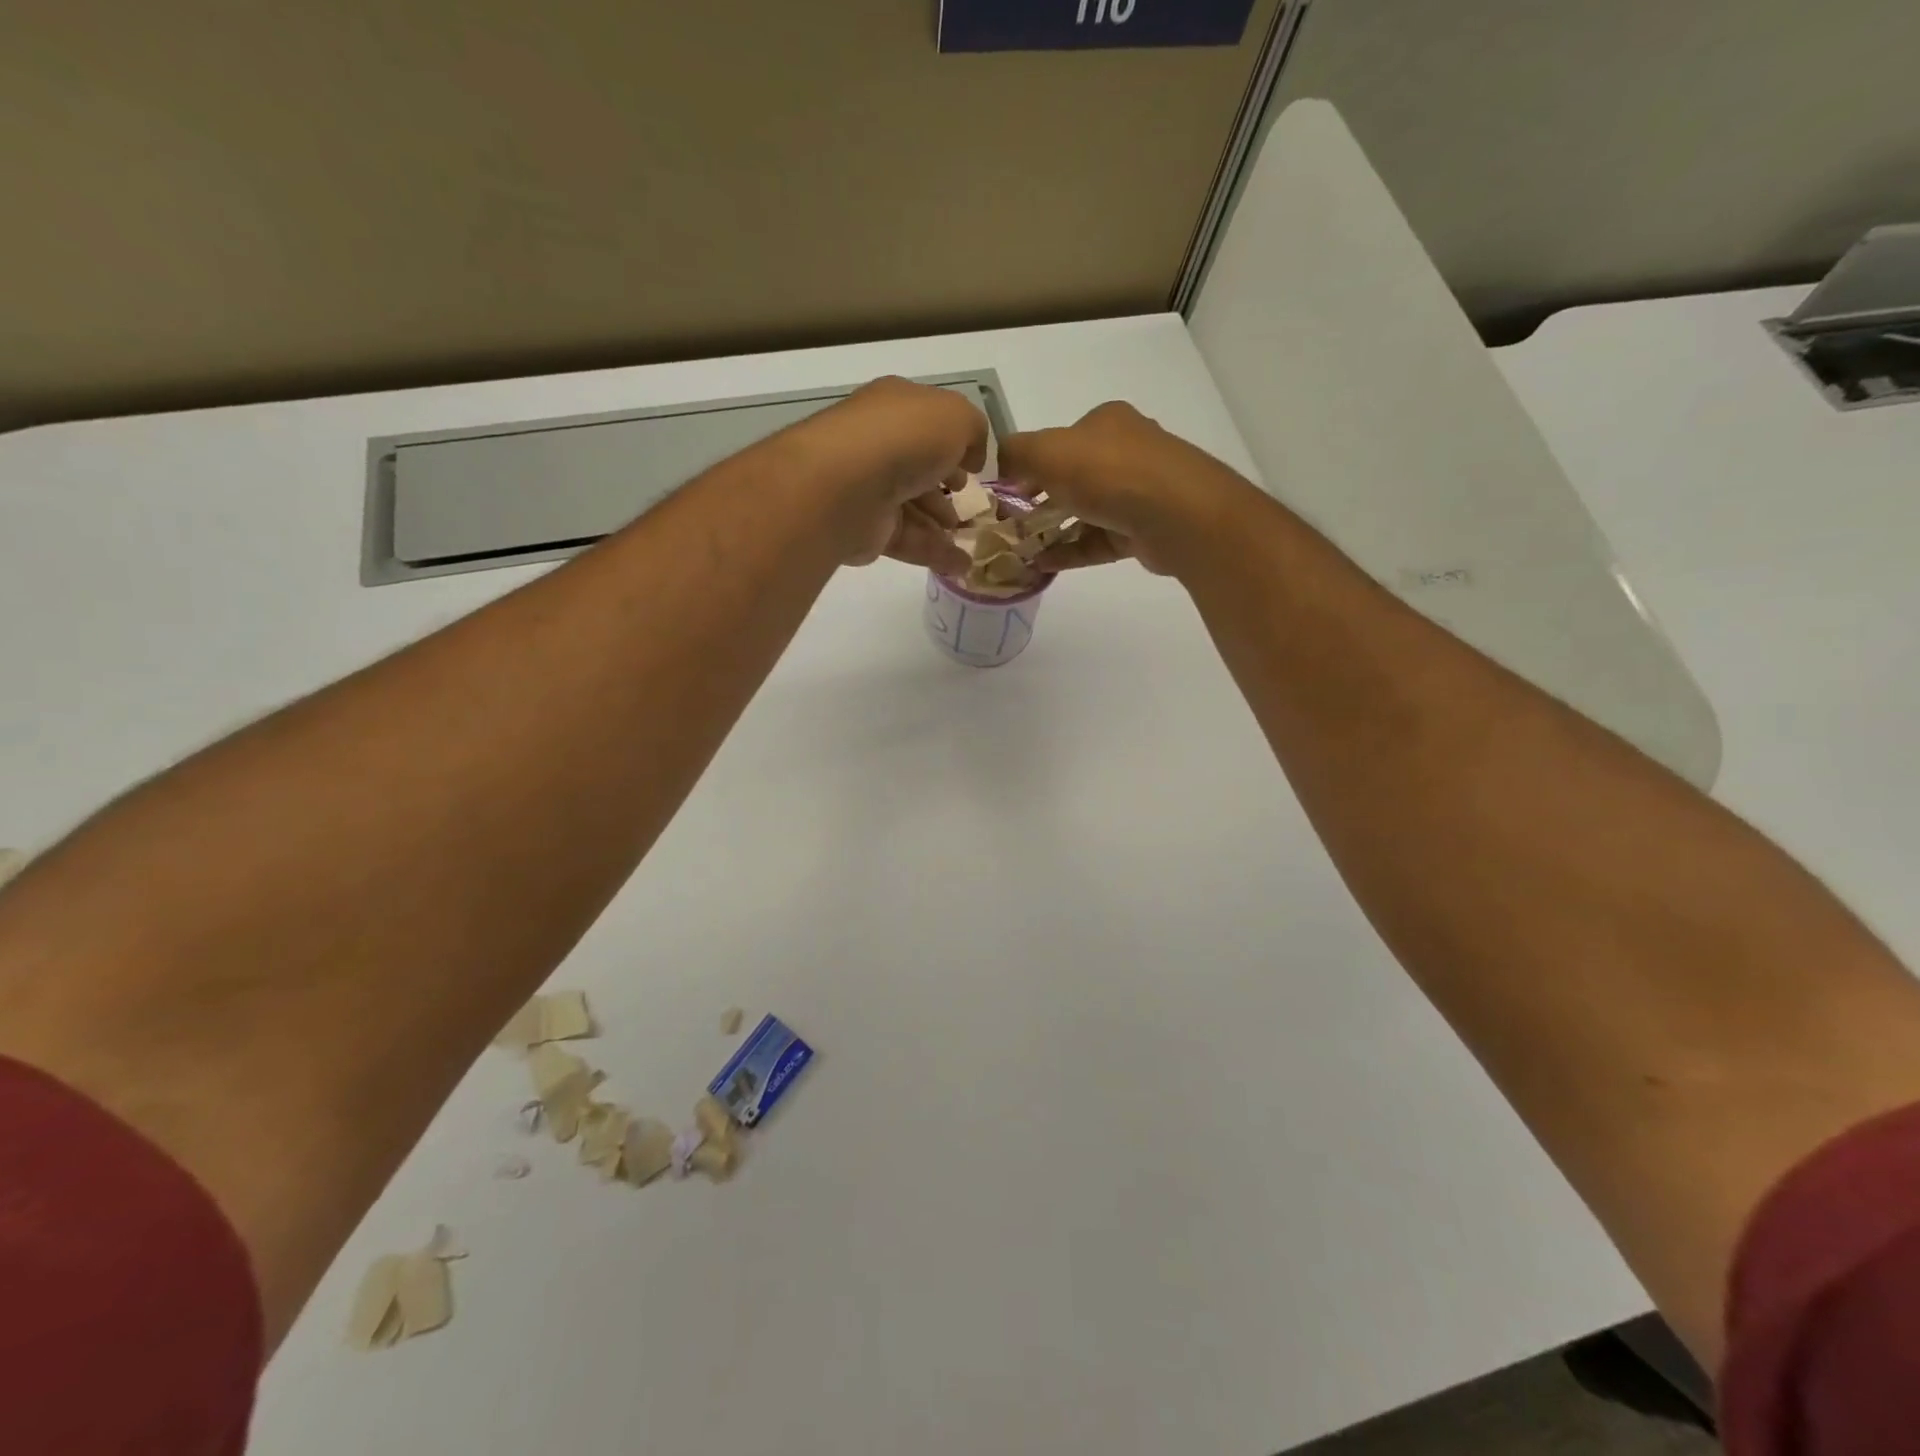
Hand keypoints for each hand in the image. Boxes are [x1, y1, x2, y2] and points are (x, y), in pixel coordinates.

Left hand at [787, 377, 986, 576]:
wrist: (847, 485)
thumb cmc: (904, 438)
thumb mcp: (956, 417)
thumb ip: (974, 431)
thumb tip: (971, 458)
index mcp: (895, 407)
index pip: (927, 423)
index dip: (954, 443)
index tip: (974, 468)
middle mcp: (879, 444)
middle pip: (918, 466)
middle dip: (946, 486)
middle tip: (971, 506)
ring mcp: (869, 488)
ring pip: (914, 506)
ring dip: (943, 524)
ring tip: (970, 539)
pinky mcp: (867, 529)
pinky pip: (908, 540)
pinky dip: (935, 553)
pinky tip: (961, 565)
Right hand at [998, 402, 1258, 577]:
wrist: (1177, 516)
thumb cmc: (1110, 473)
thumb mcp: (1048, 451)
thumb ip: (1016, 453)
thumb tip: (999, 466)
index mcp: (1105, 423)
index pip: (1059, 441)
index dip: (1028, 465)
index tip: (1003, 492)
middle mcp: (1124, 452)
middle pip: (1071, 477)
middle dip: (1038, 501)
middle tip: (1009, 524)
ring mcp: (1136, 493)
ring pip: (1083, 512)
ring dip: (1051, 531)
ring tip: (1020, 550)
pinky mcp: (1140, 531)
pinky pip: (1095, 541)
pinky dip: (1068, 551)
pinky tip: (1041, 565)